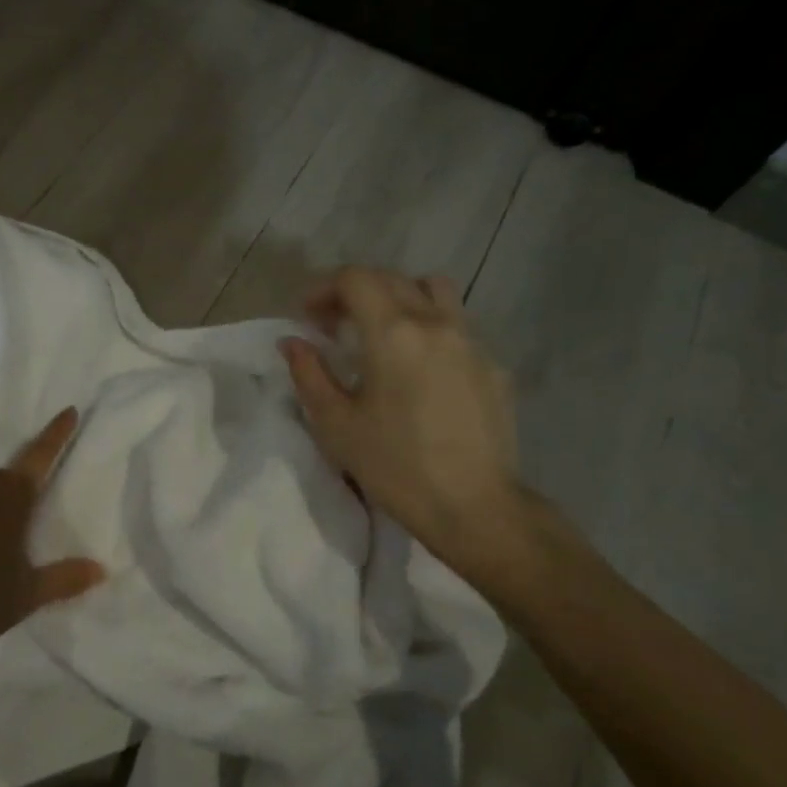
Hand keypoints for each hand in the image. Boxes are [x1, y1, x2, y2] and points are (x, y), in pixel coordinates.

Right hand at [278, 268, 524, 564]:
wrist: (474, 507)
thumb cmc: (395, 466)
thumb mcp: (336, 424)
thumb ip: (309, 374)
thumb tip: (293, 342)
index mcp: (393, 332)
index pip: (355, 279)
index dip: (323, 288)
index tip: (306, 316)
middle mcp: (436, 323)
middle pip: (392, 279)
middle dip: (354, 291)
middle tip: (332, 325)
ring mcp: (472, 341)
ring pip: (434, 291)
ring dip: (399, 297)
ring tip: (381, 331)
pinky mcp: (494, 365)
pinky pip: (457, 325)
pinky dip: (429, 327)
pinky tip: (419, 367)